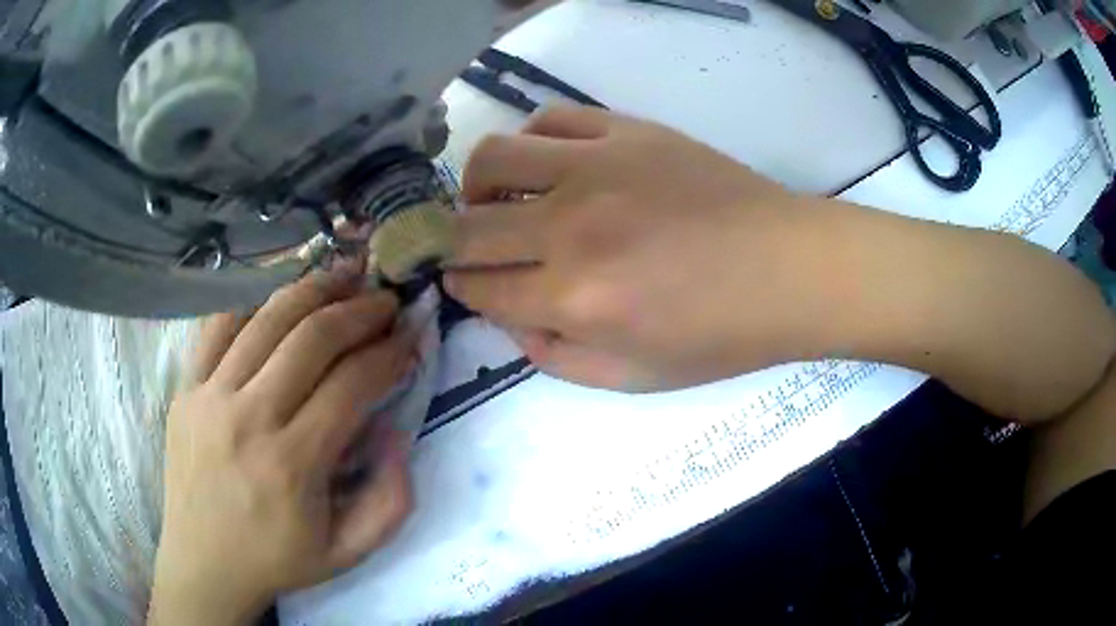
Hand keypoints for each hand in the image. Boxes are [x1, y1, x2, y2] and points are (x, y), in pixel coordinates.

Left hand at [149, 263, 414, 625]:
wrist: (203, 563)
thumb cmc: (277, 560)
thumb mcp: (350, 553)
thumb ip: (391, 501)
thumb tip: (395, 430)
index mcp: (292, 464)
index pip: (351, 383)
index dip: (390, 353)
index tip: (411, 338)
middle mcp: (248, 418)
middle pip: (311, 337)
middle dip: (359, 310)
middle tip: (386, 300)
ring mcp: (209, 396)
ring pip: (266, 317)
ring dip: (313, 289)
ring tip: (344, 276)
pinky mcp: (186, 388)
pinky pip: (219, 324)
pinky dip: (255, 299)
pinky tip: (282, 295)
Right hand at [447, 106, 834, 390]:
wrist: (790, 269)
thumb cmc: (721, 335)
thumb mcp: (634, 377)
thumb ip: (555, 358)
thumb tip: (509, 318)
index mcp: (576, 299)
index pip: (479, 287)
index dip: (462, 289)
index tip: (466, 285)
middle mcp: (572, 227)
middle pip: (468, 227)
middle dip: (452, 244)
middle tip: (468, 250)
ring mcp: (598, 166)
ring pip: (493, 157)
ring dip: (476, 186)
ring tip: (494, 200)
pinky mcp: (627, 130)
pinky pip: (551, 119)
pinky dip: (531, 142)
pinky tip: (546, 165)